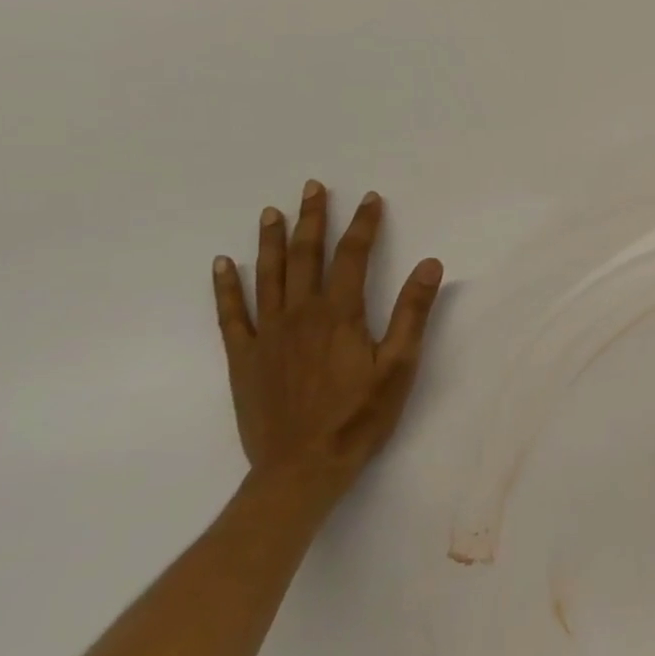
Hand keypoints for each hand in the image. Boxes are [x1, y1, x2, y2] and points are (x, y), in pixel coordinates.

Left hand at [212, 180, 444, 509]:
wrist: (301, 468)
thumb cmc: (360, 417)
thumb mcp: (399, 366)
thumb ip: (412, 312)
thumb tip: (430, 264)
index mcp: (339, 315)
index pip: (352, 257)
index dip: (363, 225)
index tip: (370, 198)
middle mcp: (299, 315)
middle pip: (306, 257)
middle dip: (312, 219)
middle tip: (311, 187)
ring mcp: (266, 335)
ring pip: (268, 276)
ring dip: (271, 241)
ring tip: (272, 212)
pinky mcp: (244, 358)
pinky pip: (230, 314)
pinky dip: (226, 286)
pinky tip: (224, 263)